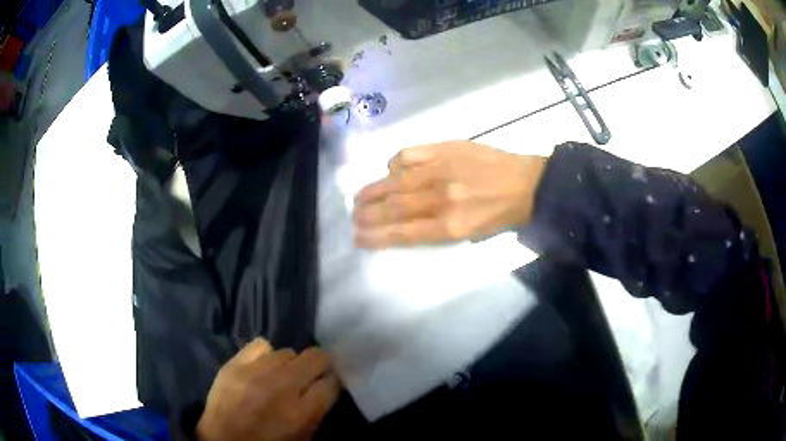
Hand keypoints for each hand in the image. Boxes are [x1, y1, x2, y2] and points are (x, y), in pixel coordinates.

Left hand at [197, 339, 341, 440]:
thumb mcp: (303, 438)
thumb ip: (318, 411)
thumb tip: (326, 385)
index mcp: (302, 413)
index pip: (332, 382)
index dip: (332, 382)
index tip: (327, 384)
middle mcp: (282, 387)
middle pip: (316, 357)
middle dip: (320, 365)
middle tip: (311, 376)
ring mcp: (255, 372)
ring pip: (288, 352)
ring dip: (290, 365)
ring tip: (281, 376)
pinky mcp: (234, 364)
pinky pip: (261, 344)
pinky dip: (266, 355)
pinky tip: (262, 367)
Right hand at [354, 141, 546, 248]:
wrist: (526, 184)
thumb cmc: (499, 215)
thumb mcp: (470, 235)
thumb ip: (435, 230)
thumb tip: (402, 223)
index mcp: (450, 225)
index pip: (402, 233)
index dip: (375, 236)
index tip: (357, 237)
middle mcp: (441, 198)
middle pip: (393, 207)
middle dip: (367, 214)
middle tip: (353, 217)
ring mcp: (441, 169)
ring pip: (394, 181)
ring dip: (372, 191)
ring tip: (359, 197)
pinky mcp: (445, 148)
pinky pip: (408, 155)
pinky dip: (394, 164)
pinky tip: (392, 171)